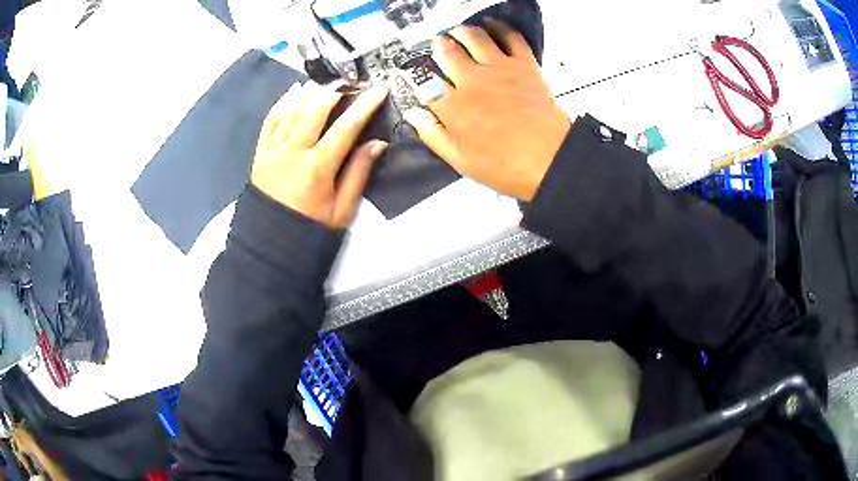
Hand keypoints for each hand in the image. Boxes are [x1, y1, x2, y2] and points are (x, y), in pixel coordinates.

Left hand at [251, 83, 387, 228]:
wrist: (270, 243)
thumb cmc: (309, 228)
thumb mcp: (342, 210)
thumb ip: (358, 173)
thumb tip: (377, 143)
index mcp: (317, 169)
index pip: (345, 128)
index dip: (365, 105)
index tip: (380, 88)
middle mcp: (292, 152)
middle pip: (314, 108)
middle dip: (335, 89)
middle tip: (351, 82)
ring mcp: (273, 150)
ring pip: (292, 108)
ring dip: (311, 90)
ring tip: (327, 81)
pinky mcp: (260, 151)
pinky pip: (271, 118)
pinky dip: (284, 101)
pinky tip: (295, 91)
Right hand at [403, 21, 571, 200]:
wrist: (550, 160)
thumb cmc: (506, 166)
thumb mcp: (460, 160)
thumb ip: (433, 135)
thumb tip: (414, 115)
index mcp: (453, 107)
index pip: (426, 84)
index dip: (416, 78)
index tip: (412, 75)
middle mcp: (471, 81)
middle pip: (446, 53)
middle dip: (439, 47)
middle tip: (438, 44)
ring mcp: (498, 69)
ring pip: (472, 38)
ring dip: (462, 32)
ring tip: (457, 31)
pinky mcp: (523, 65)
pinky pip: (510, 37)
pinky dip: (500, 27)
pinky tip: (493, 25)